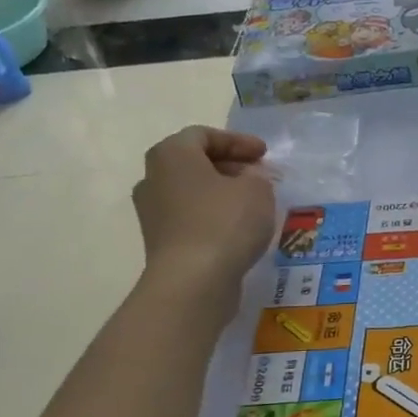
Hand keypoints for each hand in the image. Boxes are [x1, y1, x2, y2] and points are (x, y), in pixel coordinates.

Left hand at [131, 127, 275, 289]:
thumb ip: (257, 177)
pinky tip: (239, 230)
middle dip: (230, 167)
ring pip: (192, 192)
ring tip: (253, 204)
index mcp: (171, 154)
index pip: (204, 135)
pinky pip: (191, 219)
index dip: (238, 142)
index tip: (264, 154)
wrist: (192, 281)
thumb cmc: (224, 222)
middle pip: (194, 163)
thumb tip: (250, 180)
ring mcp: (153, 213)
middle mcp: (153, 178)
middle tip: (259, 176)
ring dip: (222, 194)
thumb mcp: (257, 190)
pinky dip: (214, 218)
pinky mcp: (161, 242)